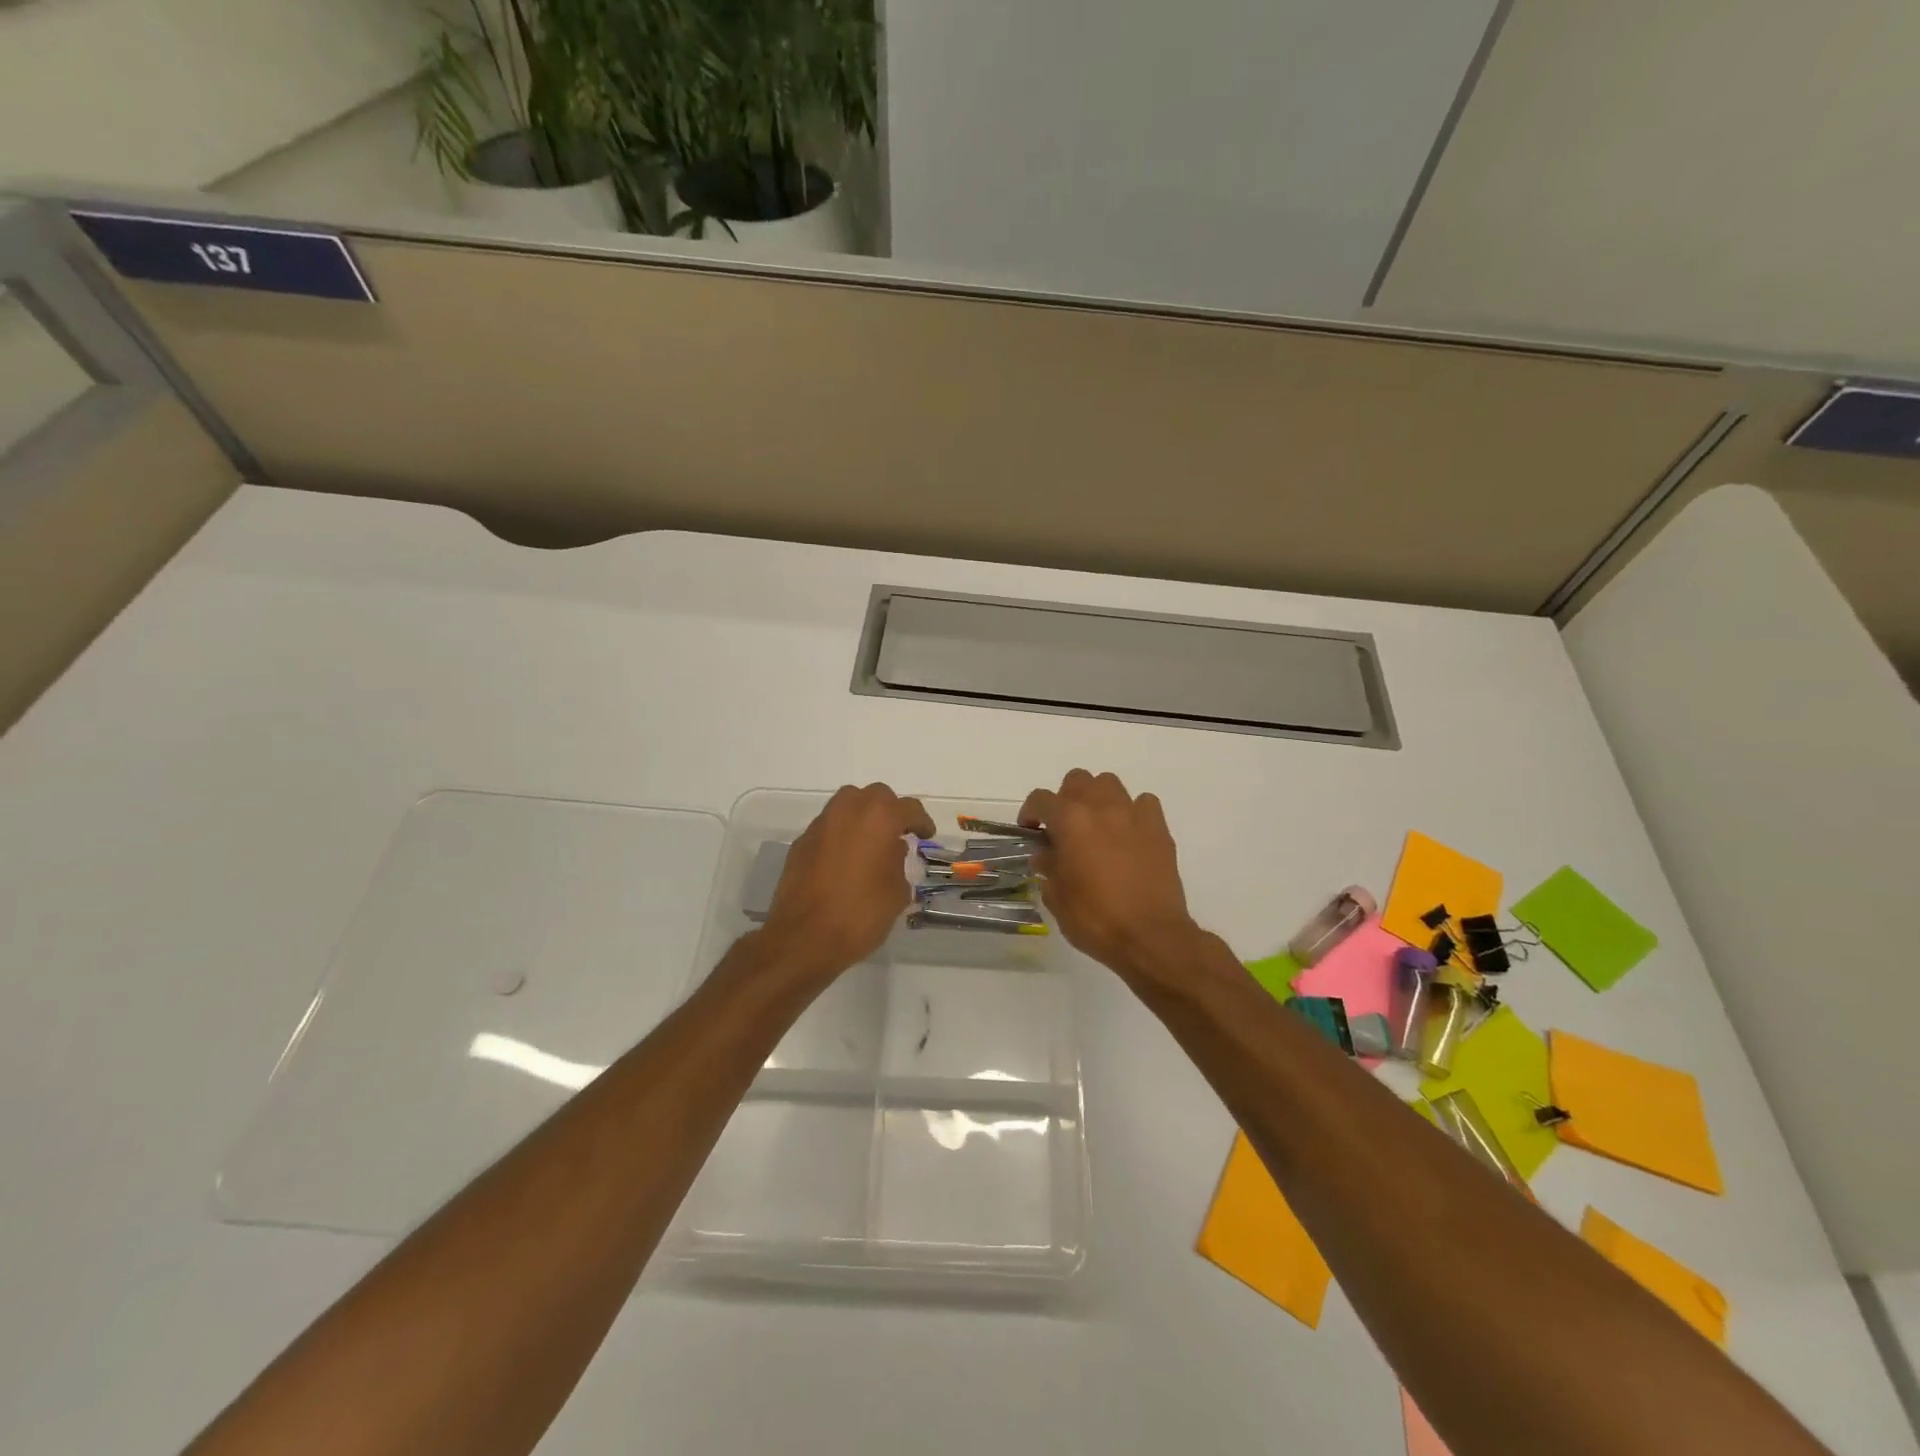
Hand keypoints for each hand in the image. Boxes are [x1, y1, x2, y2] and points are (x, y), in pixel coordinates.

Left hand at [760, 783, 934, 979]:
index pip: (909, 808)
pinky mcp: (801, 841)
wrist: (804, 937)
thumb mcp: (897, 892)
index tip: (926, 836)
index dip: (921, 822)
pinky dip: (841, 834)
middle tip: (898, 833)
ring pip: (848, 804)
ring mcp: (821, 824)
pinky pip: (829, 826)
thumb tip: (891, 850)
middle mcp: (849, 810)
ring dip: (863, 816)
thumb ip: (898, 862)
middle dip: (890, 810)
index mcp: (879, 818)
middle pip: (876, 796)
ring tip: (871, 842)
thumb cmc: (861, 914)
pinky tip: (845, 859)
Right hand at [1019, 770, 1202, 983]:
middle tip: (1064, 828)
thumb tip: (1046, 855)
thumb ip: (1048, 868)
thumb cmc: (1095, 919)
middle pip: (1077, 780)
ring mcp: (1133, 814)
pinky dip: (1132, 812)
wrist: (1150, 936)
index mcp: (1070, 821)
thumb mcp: (1057, 898)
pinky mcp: (1159, 828)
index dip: (1030, 813)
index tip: (1031, 831)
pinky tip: (1129, 834)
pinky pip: (1143, 803)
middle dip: (1066, 799)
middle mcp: (1100, 807)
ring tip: (1097, 826)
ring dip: (1098, 799)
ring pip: (1110, 784)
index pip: (1040, 799)